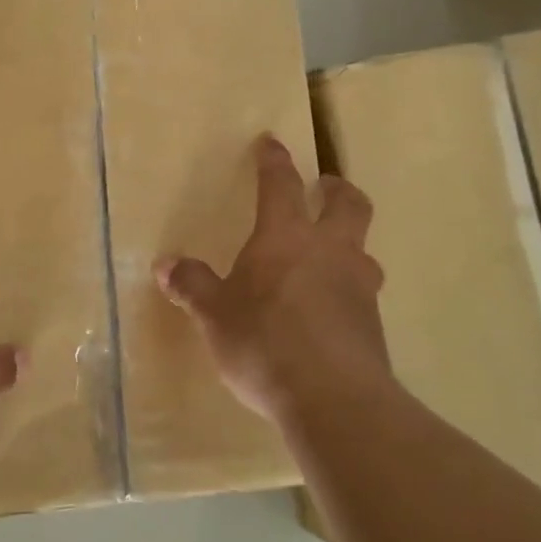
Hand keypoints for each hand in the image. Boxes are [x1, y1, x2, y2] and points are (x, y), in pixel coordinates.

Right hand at [157, 135, 393, 429]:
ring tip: (330, 254)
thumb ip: (193, 286)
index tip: (272, 142)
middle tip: (325, 186)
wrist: (333, 399)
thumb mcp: (214, 315)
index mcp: (285, 237)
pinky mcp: (373, 324)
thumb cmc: (263, 343)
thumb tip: (167, 265)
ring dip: (348, 242)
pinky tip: (331, 310)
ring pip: (363, 248)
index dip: (274, 161)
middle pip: (348, 204)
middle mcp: (329, 250)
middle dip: (336, 189)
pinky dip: (348, 288)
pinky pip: (362, 292)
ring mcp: (358, 286)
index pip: (280, 185)